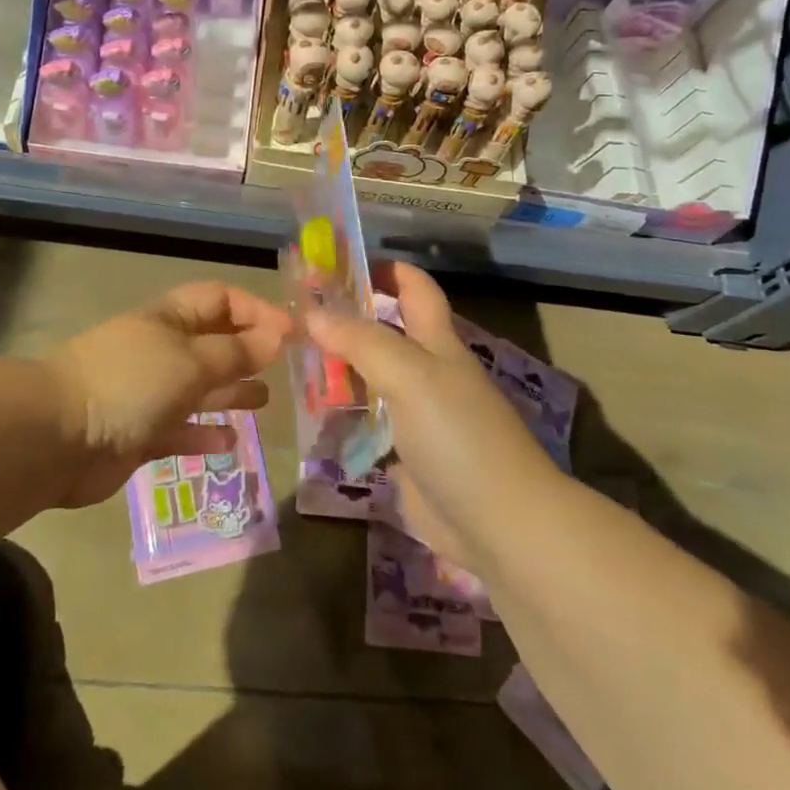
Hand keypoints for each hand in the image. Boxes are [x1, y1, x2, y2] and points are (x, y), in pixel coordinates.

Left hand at [43, 281, 290, 507]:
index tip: (291, 334)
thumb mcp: (191, 361)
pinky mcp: (139, 433)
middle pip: (212, 343)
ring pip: (199, 388)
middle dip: (247, 352)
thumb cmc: (130, 383)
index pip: (219, 299)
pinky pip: (180, 429)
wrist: (58, 437)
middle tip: (282, 369)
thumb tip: (278, 335)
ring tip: (263, 401)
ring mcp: (148, 393)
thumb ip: (236, 352)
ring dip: (230, 392)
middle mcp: (160, 350)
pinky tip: (230, 441)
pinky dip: (204, 433)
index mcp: (169, 319)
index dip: (256, 310)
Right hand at [307, 263, 563, 575]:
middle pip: (384, 333)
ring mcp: (417, 416)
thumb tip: (313, 312)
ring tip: (289, 362)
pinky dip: (341, 416)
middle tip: (295, 317)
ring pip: (371, 379)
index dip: (384, 270)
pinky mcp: (405, 456)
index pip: (414, 289)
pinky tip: (309, 414)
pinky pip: (367, 426)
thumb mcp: (410, 375)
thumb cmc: (458, 435)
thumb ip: (361, 341)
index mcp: (437, 343)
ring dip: (337, 369)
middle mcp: (427, 372)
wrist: (499, 523)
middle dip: (345, 320)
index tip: (338, 265)